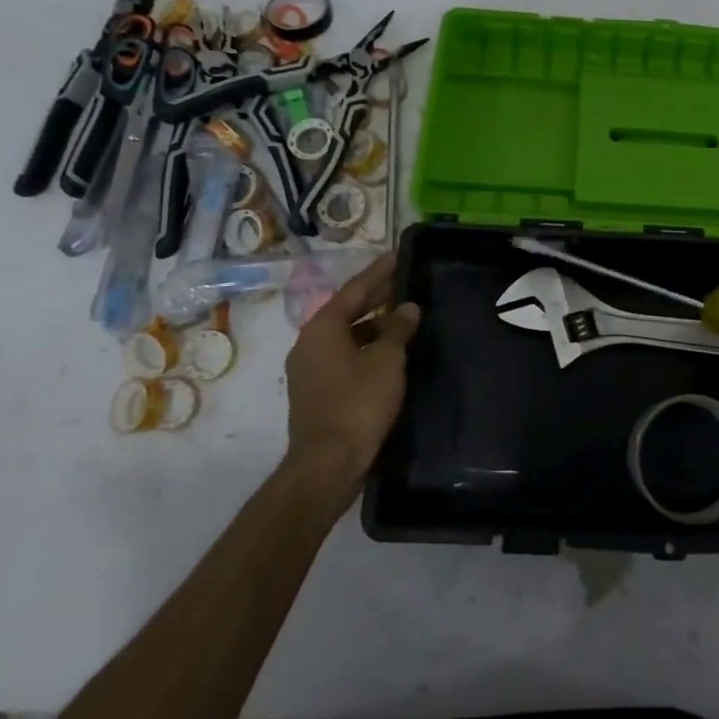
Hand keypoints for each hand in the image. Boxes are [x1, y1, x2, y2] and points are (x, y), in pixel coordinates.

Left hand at [282, 252, 419, 489]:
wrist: (327, 463)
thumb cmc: (358, 403)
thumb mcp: (387, 360)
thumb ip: (398, 329)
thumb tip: (408, 308)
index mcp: (323, 327)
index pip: (355, 289)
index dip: (379, 272)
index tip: (398, 256)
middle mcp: (310, 342)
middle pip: (347, 309)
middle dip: (376, 296)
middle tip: (405, 281)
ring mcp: (310, 368)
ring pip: (345, 334)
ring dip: (372, 323)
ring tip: (403, 316)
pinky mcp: (316, 390)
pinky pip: (343, 355)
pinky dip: (365, 345)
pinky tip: (389, 351)